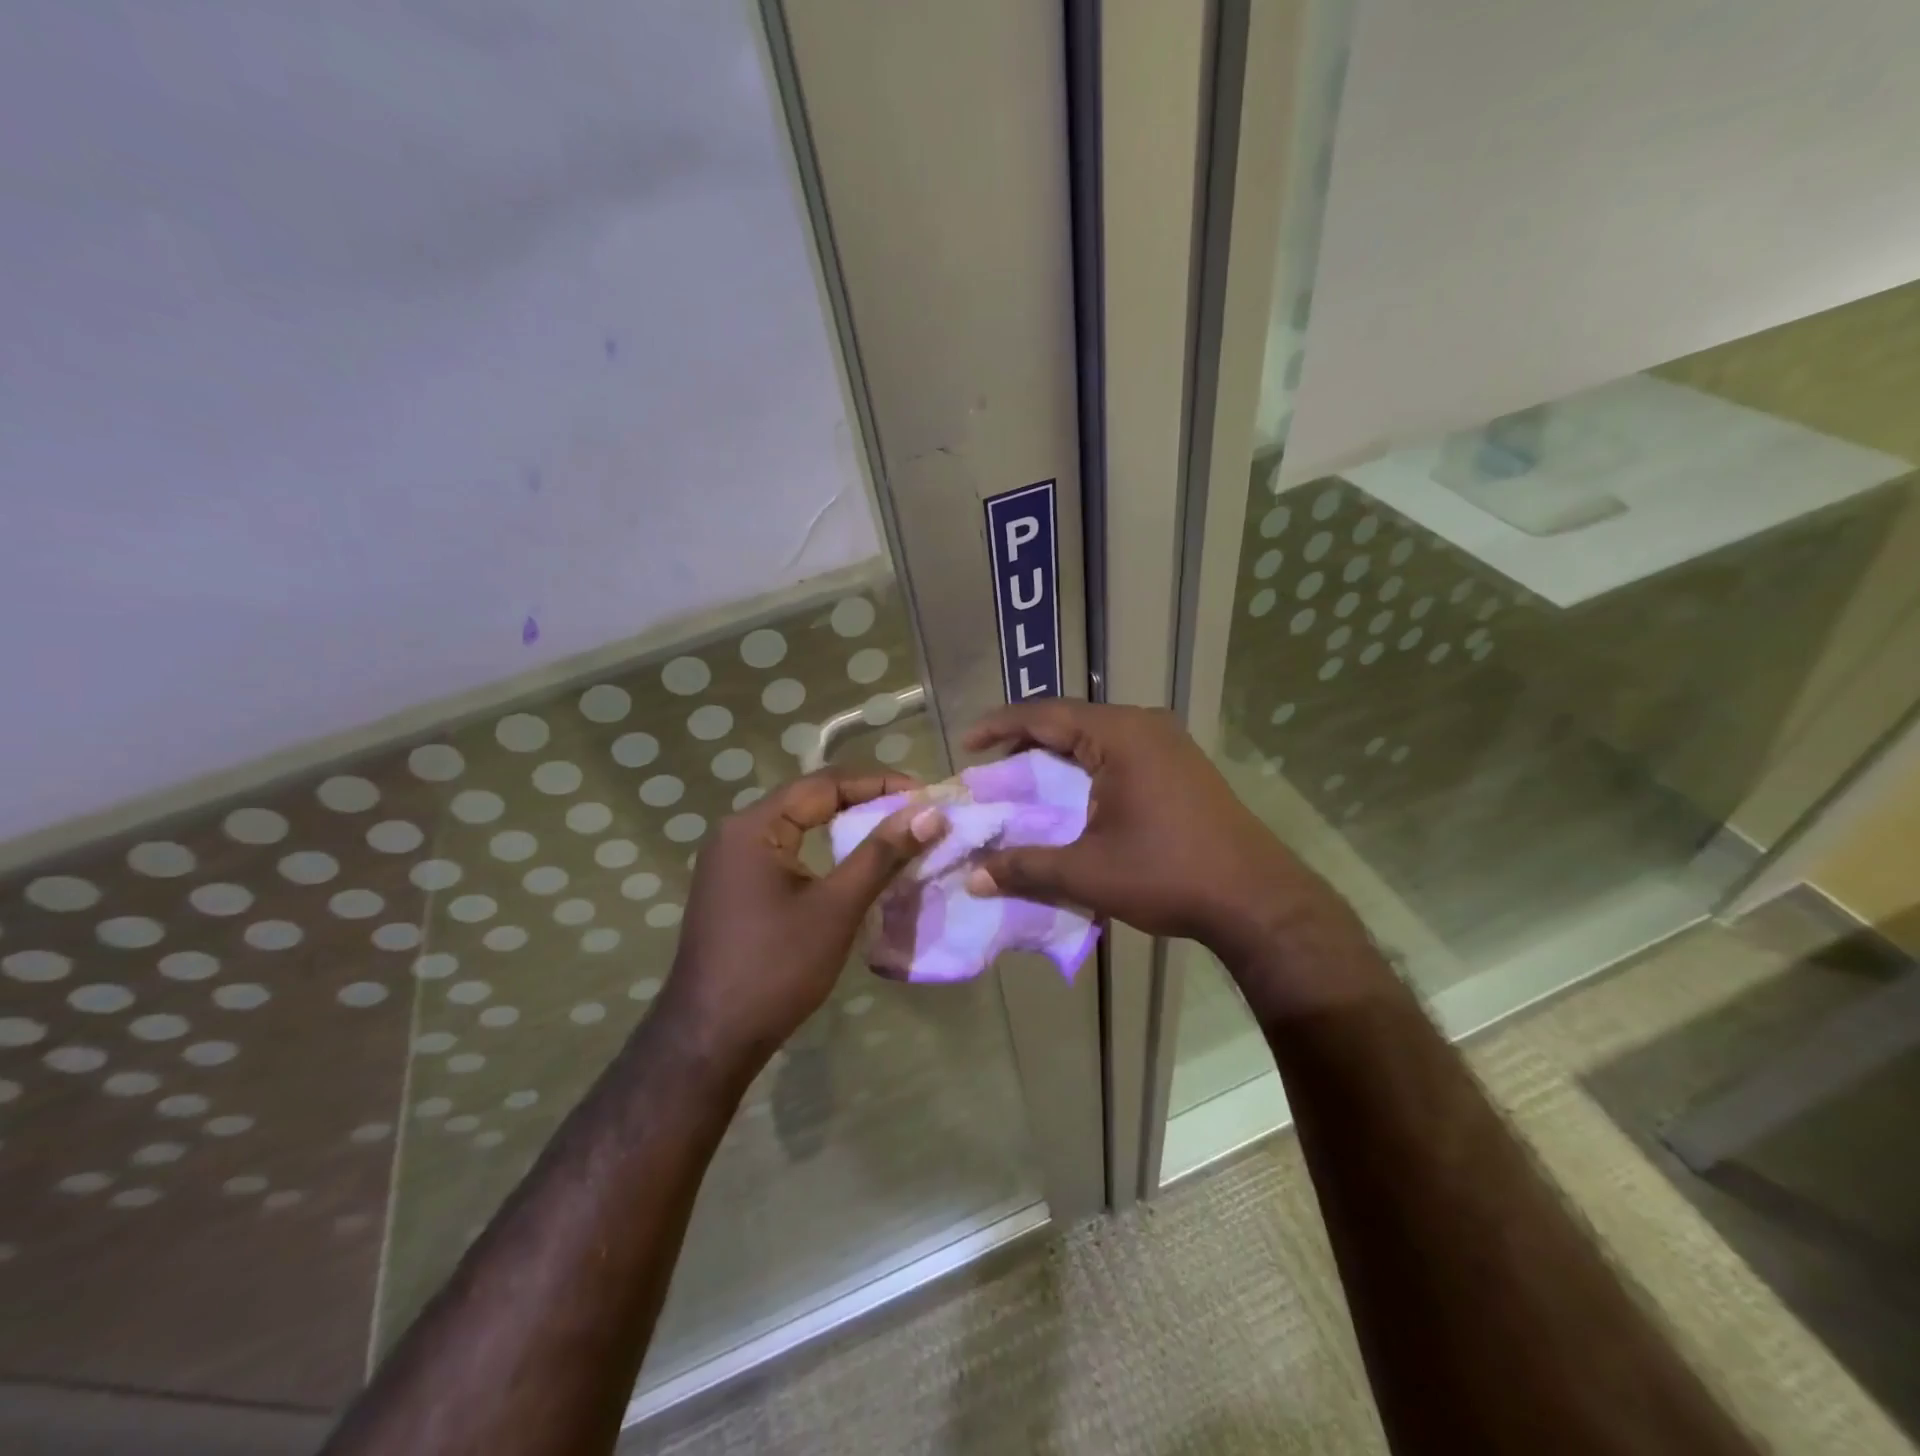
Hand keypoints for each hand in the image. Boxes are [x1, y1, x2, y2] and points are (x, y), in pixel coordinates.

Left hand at [659, 768, 944, 1066]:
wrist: (711, 1039)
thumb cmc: (776, 967)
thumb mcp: (836, 906)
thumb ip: (882, 854)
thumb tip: (929, 813)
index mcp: (754, 826)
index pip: (824, 784)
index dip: (879, 783)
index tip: (924, 795)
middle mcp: (737, 832)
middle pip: (810, 800)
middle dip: (865, 802)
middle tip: (914, 813)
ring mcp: (732, 862)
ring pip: (800, 828)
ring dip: (846, 827)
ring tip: (894, 834)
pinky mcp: (736, 888)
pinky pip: (788, 853)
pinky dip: (825, 852)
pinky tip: (854, 866)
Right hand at [964, 702, 1344, 952]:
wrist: (1257, 900)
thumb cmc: (1168, 875)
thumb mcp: (1087, 872)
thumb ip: (1025, 867)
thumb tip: (972, 878)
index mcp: (1120, 735)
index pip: (1044, 714)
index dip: (999, 726)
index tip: (966, 744)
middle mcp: (1144, 726)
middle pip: (1070, 721)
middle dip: (1026, 743)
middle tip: (992, 770)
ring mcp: (1169, 743)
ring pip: (1096, 737)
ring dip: (1058, 756)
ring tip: (1025, 783)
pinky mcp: (1181, 765)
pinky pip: (1120, 752)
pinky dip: (1086, 768)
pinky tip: (1073, 796)